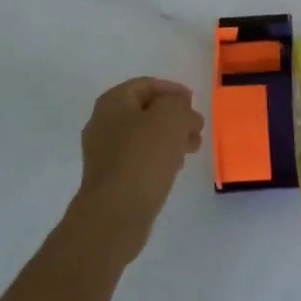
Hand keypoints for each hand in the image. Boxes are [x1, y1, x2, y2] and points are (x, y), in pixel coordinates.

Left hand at [72, 78, 203, 263]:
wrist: (114, 215)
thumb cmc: (142, 158)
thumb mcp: (170, 119)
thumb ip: (179, 106)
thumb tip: (182, 112)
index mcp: (113, 102)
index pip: (146, 84)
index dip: (173, 90)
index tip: (194, 102)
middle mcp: (103, 122)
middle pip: (145, 111)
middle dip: (174, 117)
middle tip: (197, 129)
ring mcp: (104, 152)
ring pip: (144, 136)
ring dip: (169, 138)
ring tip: (192, 149)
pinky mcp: (111, 178)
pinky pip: (139, 159)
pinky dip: (159, 158)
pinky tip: (175, 168)